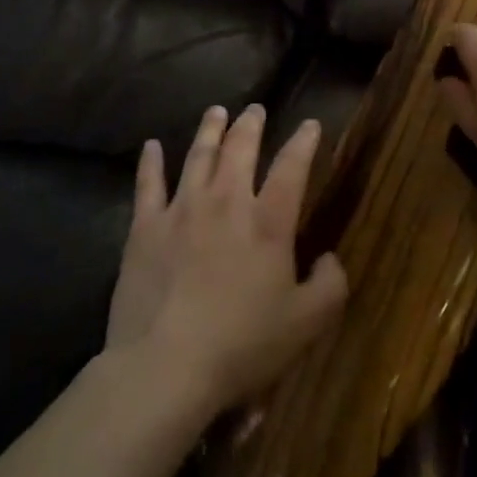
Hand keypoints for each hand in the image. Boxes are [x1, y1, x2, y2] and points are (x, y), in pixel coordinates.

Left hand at [105, 104, 347, 417]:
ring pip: (198, 155)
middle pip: (240, 148)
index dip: (303, 142)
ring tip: (216, 111)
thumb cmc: (241, 345)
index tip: (310, 124)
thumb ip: (330, 286)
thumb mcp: (306, 325)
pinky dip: (151, 161)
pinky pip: (148, 184)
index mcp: (268, 221)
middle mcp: (226, 201)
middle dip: (250, 124)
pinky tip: (151, 145)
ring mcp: (182, 209)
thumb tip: (331, 258)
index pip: (292, 167)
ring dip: (210, 130)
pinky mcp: (146, 227)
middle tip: (255, 109)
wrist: (165, 367)